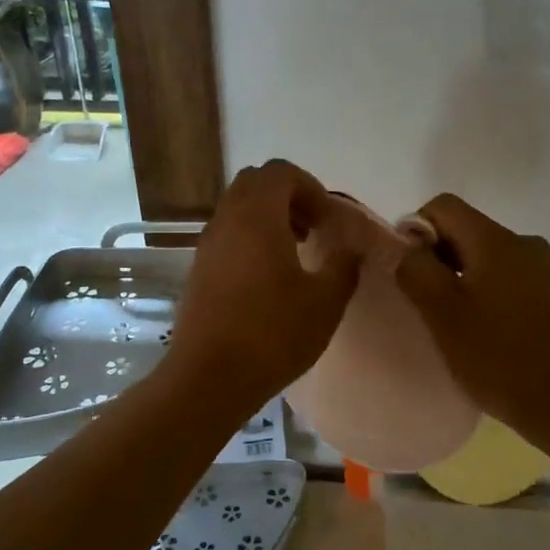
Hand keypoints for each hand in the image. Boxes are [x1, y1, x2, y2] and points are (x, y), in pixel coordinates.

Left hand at [164, 160, 361, 408]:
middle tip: (313, 229)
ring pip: (238, 209)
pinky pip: (227, 234)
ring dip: (269, 218)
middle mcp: (226, 220)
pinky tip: (269, 279)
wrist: (208, 378)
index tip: (328, 221)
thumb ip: (344, 266)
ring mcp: (207, 245)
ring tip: (295, 254)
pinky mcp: (198, 270)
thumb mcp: (325, 302)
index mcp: (257, 216)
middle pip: (255, 183)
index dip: (310, 187)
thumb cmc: (272, 334)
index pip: (280, 172)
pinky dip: (250, 239)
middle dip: (288, 197)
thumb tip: (351, 248)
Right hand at [394, 194, 549, 449]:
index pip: (443, 206)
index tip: (408, 272)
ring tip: (452, 321)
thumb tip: (405, 247)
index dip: (415, 230)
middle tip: (424, 302)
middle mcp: (524, 242)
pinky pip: (507, 276)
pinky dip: (485, 291)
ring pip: (485, 255)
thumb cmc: (499, 357)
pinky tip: (482, 329)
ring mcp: (544, 268)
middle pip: (465, 229)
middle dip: (437, 257)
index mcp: (496, 240)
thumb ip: (416, 269)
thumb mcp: (443, 314)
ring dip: (460, 277)